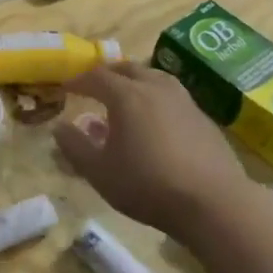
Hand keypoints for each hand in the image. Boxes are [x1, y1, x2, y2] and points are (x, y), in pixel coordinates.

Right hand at [54, 63, 252, 242]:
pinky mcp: (203, 118)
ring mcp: (184, 100)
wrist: (214, 203)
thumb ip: (75, 146)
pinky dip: (156, 98)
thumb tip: (59, 127)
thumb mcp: (99, 172)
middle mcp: (155, 88)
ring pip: (154, 77)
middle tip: (94, 86)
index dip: (79, 80)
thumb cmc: (147, 185)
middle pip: (128, 69)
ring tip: (126, 97)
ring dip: (135, 81)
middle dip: (107, 74)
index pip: (96, 76)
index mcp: (126, 96)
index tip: (66, 87)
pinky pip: (172, 96)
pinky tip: (155, 120)